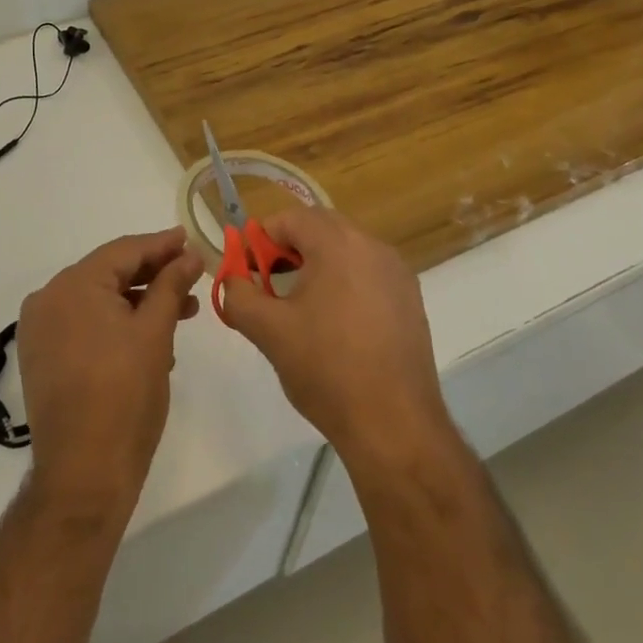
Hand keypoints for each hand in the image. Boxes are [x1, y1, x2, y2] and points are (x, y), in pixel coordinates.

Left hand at [17, 228, 203, 515]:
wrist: (83, 474)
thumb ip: (171, 285)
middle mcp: (48, 299)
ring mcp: (40, 330)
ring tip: (181, 313)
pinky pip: (84, 325)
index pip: (123, 251)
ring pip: (98, 301)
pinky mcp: (42, 357)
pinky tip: (150, 339)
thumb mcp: (155, 333)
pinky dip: (116, 325)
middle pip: (108, 273)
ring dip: (139, 303)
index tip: (190, 240)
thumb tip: (189, 255)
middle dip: (153, 276)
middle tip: (192, 278)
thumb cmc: (124, 396)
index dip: (161, 245)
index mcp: (72, 285)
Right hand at [219, 208, 451, 475]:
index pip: (291, 218)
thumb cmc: (326, 369)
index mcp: (339, 244)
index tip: (248, 270)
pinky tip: (334, 323)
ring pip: (346, 250)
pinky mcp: (410, 299)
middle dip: (289, 248)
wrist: (394, 424)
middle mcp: (373, 246)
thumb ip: (239, 295)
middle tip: (268, 283)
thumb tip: (233, 280)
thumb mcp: (268, 330)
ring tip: (298, 305)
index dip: (262, 239)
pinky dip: (344, 282)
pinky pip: (368, 273)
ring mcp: (397, 272)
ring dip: (317, 264)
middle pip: (321, 227)